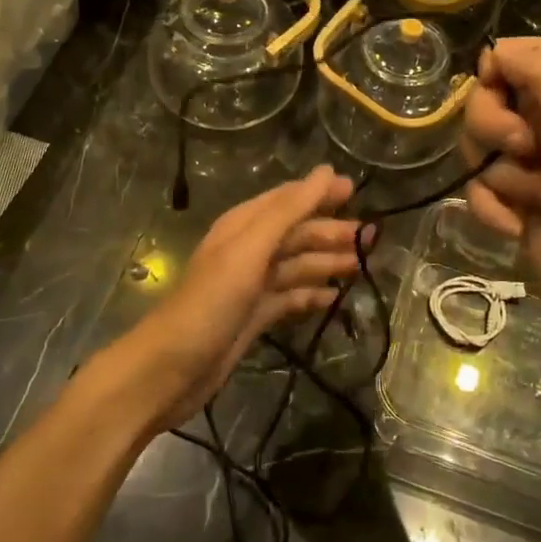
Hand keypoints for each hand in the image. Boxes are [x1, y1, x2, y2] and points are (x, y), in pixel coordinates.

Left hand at [109, 167, 364, 432]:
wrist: (169, 369)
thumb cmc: (210, 303)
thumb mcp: (249, 250)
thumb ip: (288, 211)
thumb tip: (327, 171)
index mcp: (242, 227)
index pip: (287, 200)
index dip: (319, 193)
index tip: (357, 190)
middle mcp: (247, 251)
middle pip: (295, 233)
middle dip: (331, 232)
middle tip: (371, 238)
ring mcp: (250, 286)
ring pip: (296, 266)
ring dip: (326, 263)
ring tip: (362, 267)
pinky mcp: (253, 318)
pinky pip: (290, 298)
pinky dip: (312, 296)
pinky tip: (335, 300)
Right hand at [458, 38, 540, 348]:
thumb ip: (538, 67)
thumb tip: (493, 51)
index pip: (518, 55)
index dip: (496, 70)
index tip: (495, 90)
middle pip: (487, 100)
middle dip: (493, 127)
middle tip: (524, 148)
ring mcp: (533, 165)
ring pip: (478, 147)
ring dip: (500, 176)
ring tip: (535, 198)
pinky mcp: (517, 203)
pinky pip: (478, 190)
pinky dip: (492, 209)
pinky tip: (517, 226)